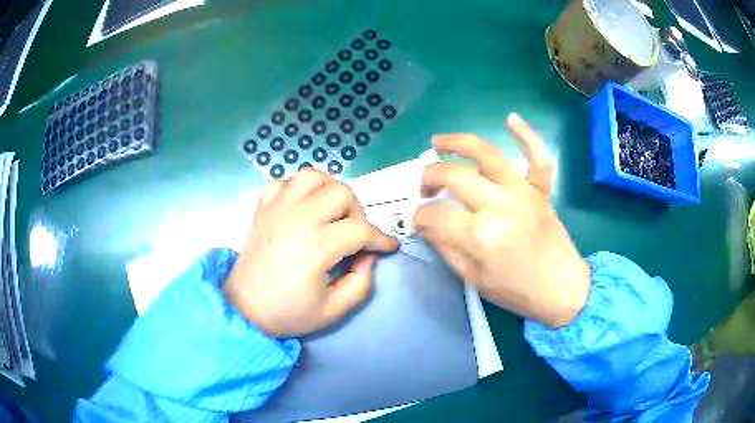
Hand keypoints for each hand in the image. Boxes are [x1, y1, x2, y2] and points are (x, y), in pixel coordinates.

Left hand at [223, 169, 398, 336]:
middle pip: (342, 193)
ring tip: (330, 213)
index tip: (388, 246)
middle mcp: (298, 218)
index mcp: (316, 246)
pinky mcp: (263, 207)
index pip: (361, 230)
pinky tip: (301, 208)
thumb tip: (369, 256)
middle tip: (354, 235)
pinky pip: (284, 181)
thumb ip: (361, 283)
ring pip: (314, 176)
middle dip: (357, 213)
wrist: (244, 308)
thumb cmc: (287, 312)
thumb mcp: (333, 310)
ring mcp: (277, 208)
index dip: (381, 238)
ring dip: (329, 190)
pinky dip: (297, 189)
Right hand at [413, 113, 590, 327]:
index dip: (419, 216)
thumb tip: (427, 224)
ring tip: (438, 141)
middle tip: (424, 189)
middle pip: (454, 176)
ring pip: (486, 153)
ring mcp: (523, 193)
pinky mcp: (541, 190)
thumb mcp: (474, 279)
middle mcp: (500, 206)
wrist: (562, 289)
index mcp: (481, 236)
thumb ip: (446, 248)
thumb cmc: (517, 291)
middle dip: (428, 177)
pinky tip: (510, 118)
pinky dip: (526, 135)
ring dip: (457, 142)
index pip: (435, 214)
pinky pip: (536, 156)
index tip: (418, 220)